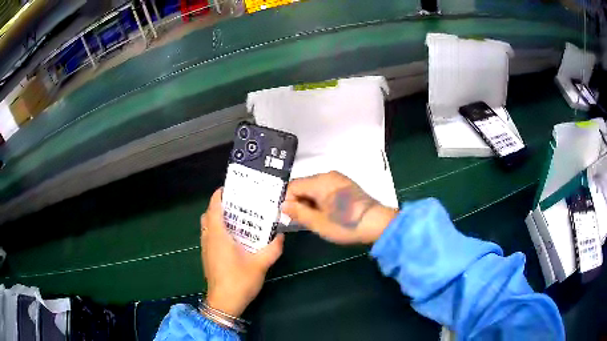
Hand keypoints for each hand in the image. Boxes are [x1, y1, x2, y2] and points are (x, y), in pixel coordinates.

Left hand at [200, 188, 284, 316]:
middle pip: (208, 215)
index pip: (214, 208)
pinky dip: (217, 231)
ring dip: (217, 219)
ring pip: (207, 227)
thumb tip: (281, 236)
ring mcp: (206, 249)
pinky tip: (233, 240)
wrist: (224, 303)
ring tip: (236, 220)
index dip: (218, 195)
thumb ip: (273, 249)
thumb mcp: (260, 264)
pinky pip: (209, 237)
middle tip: (237, 205)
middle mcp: (209, 239)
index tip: (229, 189)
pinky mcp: (207, 257)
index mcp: (218, 235)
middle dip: (219, 207)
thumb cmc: (239, 281)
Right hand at [282, 171, 397, 243]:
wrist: (377, 223)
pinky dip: (320, 200)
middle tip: (299, 220)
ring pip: (314, 188)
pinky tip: (325, 213)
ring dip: (309, 202)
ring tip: (313, 219)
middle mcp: (328, 175)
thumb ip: (298, 212)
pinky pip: (325, 189)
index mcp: (320, 181)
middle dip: (298, 201)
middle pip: (303, 185)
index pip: (293, 186)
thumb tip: (283, 205)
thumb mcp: (318, 223)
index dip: (287, 201)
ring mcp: (339, 179)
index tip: (288, 217)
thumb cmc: (346, 225)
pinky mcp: (346, 185)